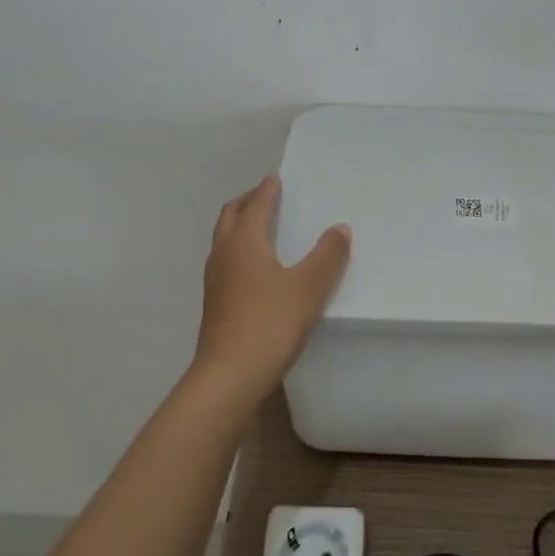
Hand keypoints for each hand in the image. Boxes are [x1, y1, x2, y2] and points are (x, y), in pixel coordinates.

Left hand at [192, 176, 350, 400]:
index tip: (276, 178)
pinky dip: (240, 251)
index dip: (267, 191)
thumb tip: (339, 228)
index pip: (255, 206)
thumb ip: (327, 256)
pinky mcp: (216, 305)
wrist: (229, 377)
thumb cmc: (270, 324)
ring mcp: (215, 282)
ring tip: (262, 227)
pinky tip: (257, 269)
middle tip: (265, 195)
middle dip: (247, 202)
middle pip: (230, 217)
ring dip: (240, 226)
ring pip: (224, 241)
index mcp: (243, 244)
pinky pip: (226, 263)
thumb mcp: (309, 288)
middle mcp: (223, 256)